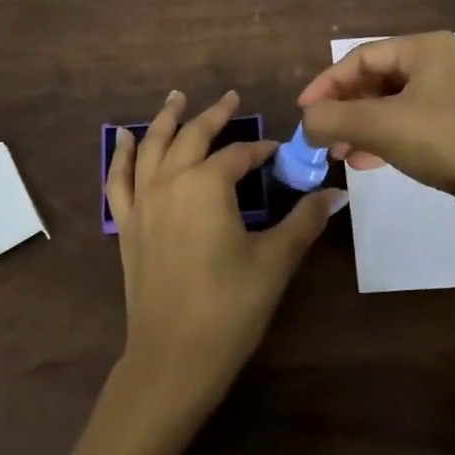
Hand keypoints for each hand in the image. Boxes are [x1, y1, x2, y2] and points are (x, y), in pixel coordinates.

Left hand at [106, 87, 342, 417]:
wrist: (173, 357)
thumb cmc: (230, 307)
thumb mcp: (275, 261)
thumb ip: (304, 221)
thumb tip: (336, 193)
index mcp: (207, 185)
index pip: (239, 155)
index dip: (261, 150)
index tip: (278, 153)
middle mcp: (170, 182)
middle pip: (192, 137)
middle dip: (213, 116)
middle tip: (230, 98)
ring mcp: (143, 202)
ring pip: (152, 147)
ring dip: (165, 120)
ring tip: (176, 98)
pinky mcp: (127, 225)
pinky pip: (118, 179)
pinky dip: (121, 155)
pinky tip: (125, 139)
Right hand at [298, 32, 454, 208]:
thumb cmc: (444, 141)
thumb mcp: (379, 126)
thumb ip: (332, 119)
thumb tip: (306, 123)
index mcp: (426, 48)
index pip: (361, 57)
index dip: (326, 84)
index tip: (304, 114)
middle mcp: (443, 62)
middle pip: (377, 80)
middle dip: (345, 109)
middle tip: (322, 137)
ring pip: (394, 104)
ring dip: (362, 127)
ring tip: (341, 154)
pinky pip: (413, 123)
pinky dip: (387, 137)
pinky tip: (368, 161)